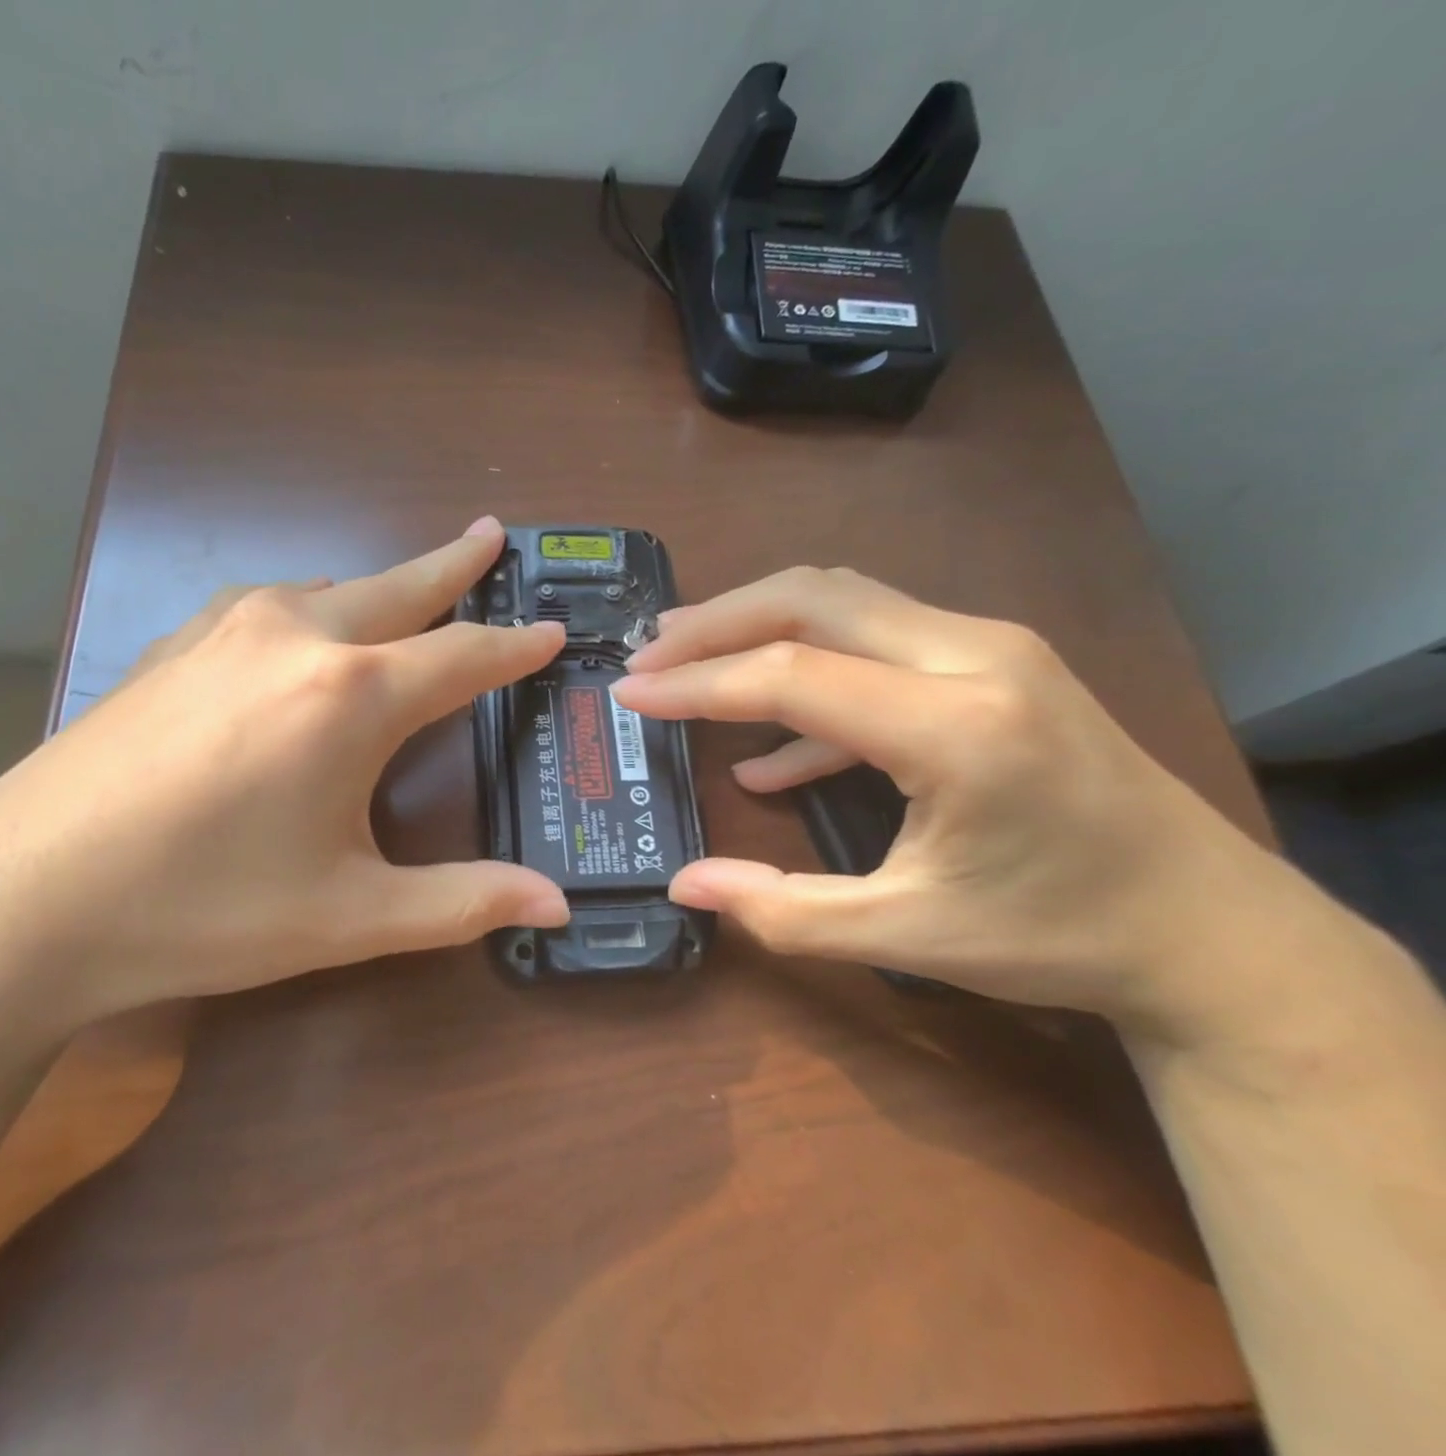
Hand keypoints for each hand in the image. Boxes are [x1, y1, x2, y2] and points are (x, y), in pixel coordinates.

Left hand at [0, 519, 568, 1025]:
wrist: (21, 900)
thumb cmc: (202, 910)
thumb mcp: (350, 917)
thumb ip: (463, 902)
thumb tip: (559, 905)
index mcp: (351, 695)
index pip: (462, 657)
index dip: (515, 648)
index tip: (551, 631)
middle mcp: (294, 637)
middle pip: (398, 587)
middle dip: (454, 565)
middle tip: (492, 536)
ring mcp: (223, 631)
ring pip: (329, 589)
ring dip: (379, 587)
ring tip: (410, 591)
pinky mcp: (171, 645)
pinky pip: (266, 605)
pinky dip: (310, 605)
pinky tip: (302, 627)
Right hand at [612, 567, 1304, 1042]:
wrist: (1212, 930)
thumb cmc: (1059, 936)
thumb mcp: (908, 937)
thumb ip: (782, 911)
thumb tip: (684, 886)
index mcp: (957, 728)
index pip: (792, 673)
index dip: (697, 683)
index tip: (630, 693)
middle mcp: (977, 657)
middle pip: (816, 597)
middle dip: (717, 621)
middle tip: (649, 654)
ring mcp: (992, 649)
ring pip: (845, 600)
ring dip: (756, 624)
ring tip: (685, 661)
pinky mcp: (995, 662)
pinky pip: (877, 644)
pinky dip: (809, 675)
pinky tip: (768, 749)